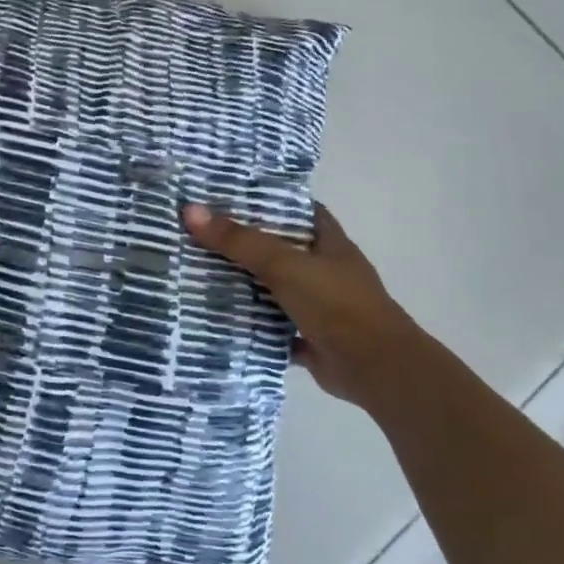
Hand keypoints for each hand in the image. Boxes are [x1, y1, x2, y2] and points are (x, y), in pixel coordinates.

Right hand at [183, 202, 414, 404]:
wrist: (374, 368)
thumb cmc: (336, 304)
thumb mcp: (284, 264)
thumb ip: (239, 241)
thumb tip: (190, 210)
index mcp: (328, 242)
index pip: (298, 210)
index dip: (268, 200)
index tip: (227, 196)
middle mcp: (324, 270)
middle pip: (278, 249)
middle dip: (243, 243)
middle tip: (197, 233)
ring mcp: (317, 305)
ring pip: (272, 288)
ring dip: (242, 284)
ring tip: (195, 271)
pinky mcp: (307, 336)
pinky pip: (270, 324)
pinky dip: (248, 323)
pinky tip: (215, 317)